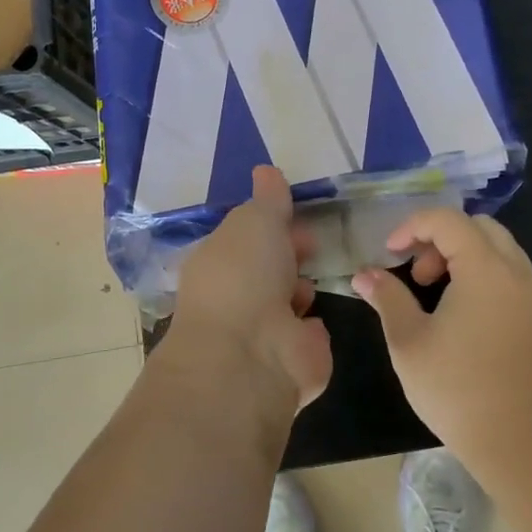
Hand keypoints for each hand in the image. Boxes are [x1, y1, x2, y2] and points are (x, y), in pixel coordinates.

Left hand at [168, 166, 332, 413]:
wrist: (252, 354)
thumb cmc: (245, 276)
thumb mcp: (256, 220)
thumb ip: (268, 199)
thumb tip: (266, 170)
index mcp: (218, 262)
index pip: (247, 237)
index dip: (272, 225)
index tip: (297, 218)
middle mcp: (235, 296)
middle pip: (270, 267)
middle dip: (291, 256)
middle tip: (312, 246)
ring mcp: (261, 332)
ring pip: (289, 301)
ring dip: (301, 291)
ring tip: (305, 290)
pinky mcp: (290, 361)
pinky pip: (307, 335)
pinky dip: (312, 328)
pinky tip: (314, 323)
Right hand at [354, 210, 531, 466]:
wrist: (518, 440)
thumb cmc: (457, 388)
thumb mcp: (409, 341)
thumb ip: (387, 297)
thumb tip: (364, 275)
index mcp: (486, 269)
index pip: (447, 220)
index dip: (412, 227)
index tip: (389, 254)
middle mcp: (516, 270)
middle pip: (476, 226)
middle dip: (439, 239)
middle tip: (415, 275)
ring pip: (496, 246)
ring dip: (461, 254)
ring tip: (433, 291)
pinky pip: (509, 270)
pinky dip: (482, 271)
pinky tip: (461, 308)